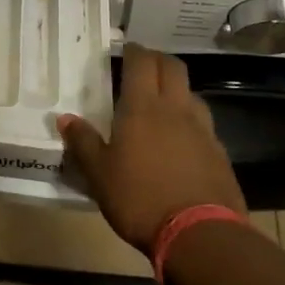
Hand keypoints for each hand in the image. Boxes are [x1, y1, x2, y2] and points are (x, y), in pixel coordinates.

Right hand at [57, 45, 244, 253]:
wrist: (200, 235)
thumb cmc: (140, 199)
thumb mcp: (99, 175)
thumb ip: (82, 142)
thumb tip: (65, 118)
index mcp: (143, 107)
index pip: (141, 62)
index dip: (134, 51)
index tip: (126, 49)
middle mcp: (175, 109)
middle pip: (173, 67)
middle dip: (158, 61)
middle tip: (143, 67)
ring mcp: (202, 130)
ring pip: (192, 94)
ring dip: (177, 90)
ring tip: (163, 104)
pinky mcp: (220, 153)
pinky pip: (204, 125)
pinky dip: (191, 123)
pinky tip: (182, 142)